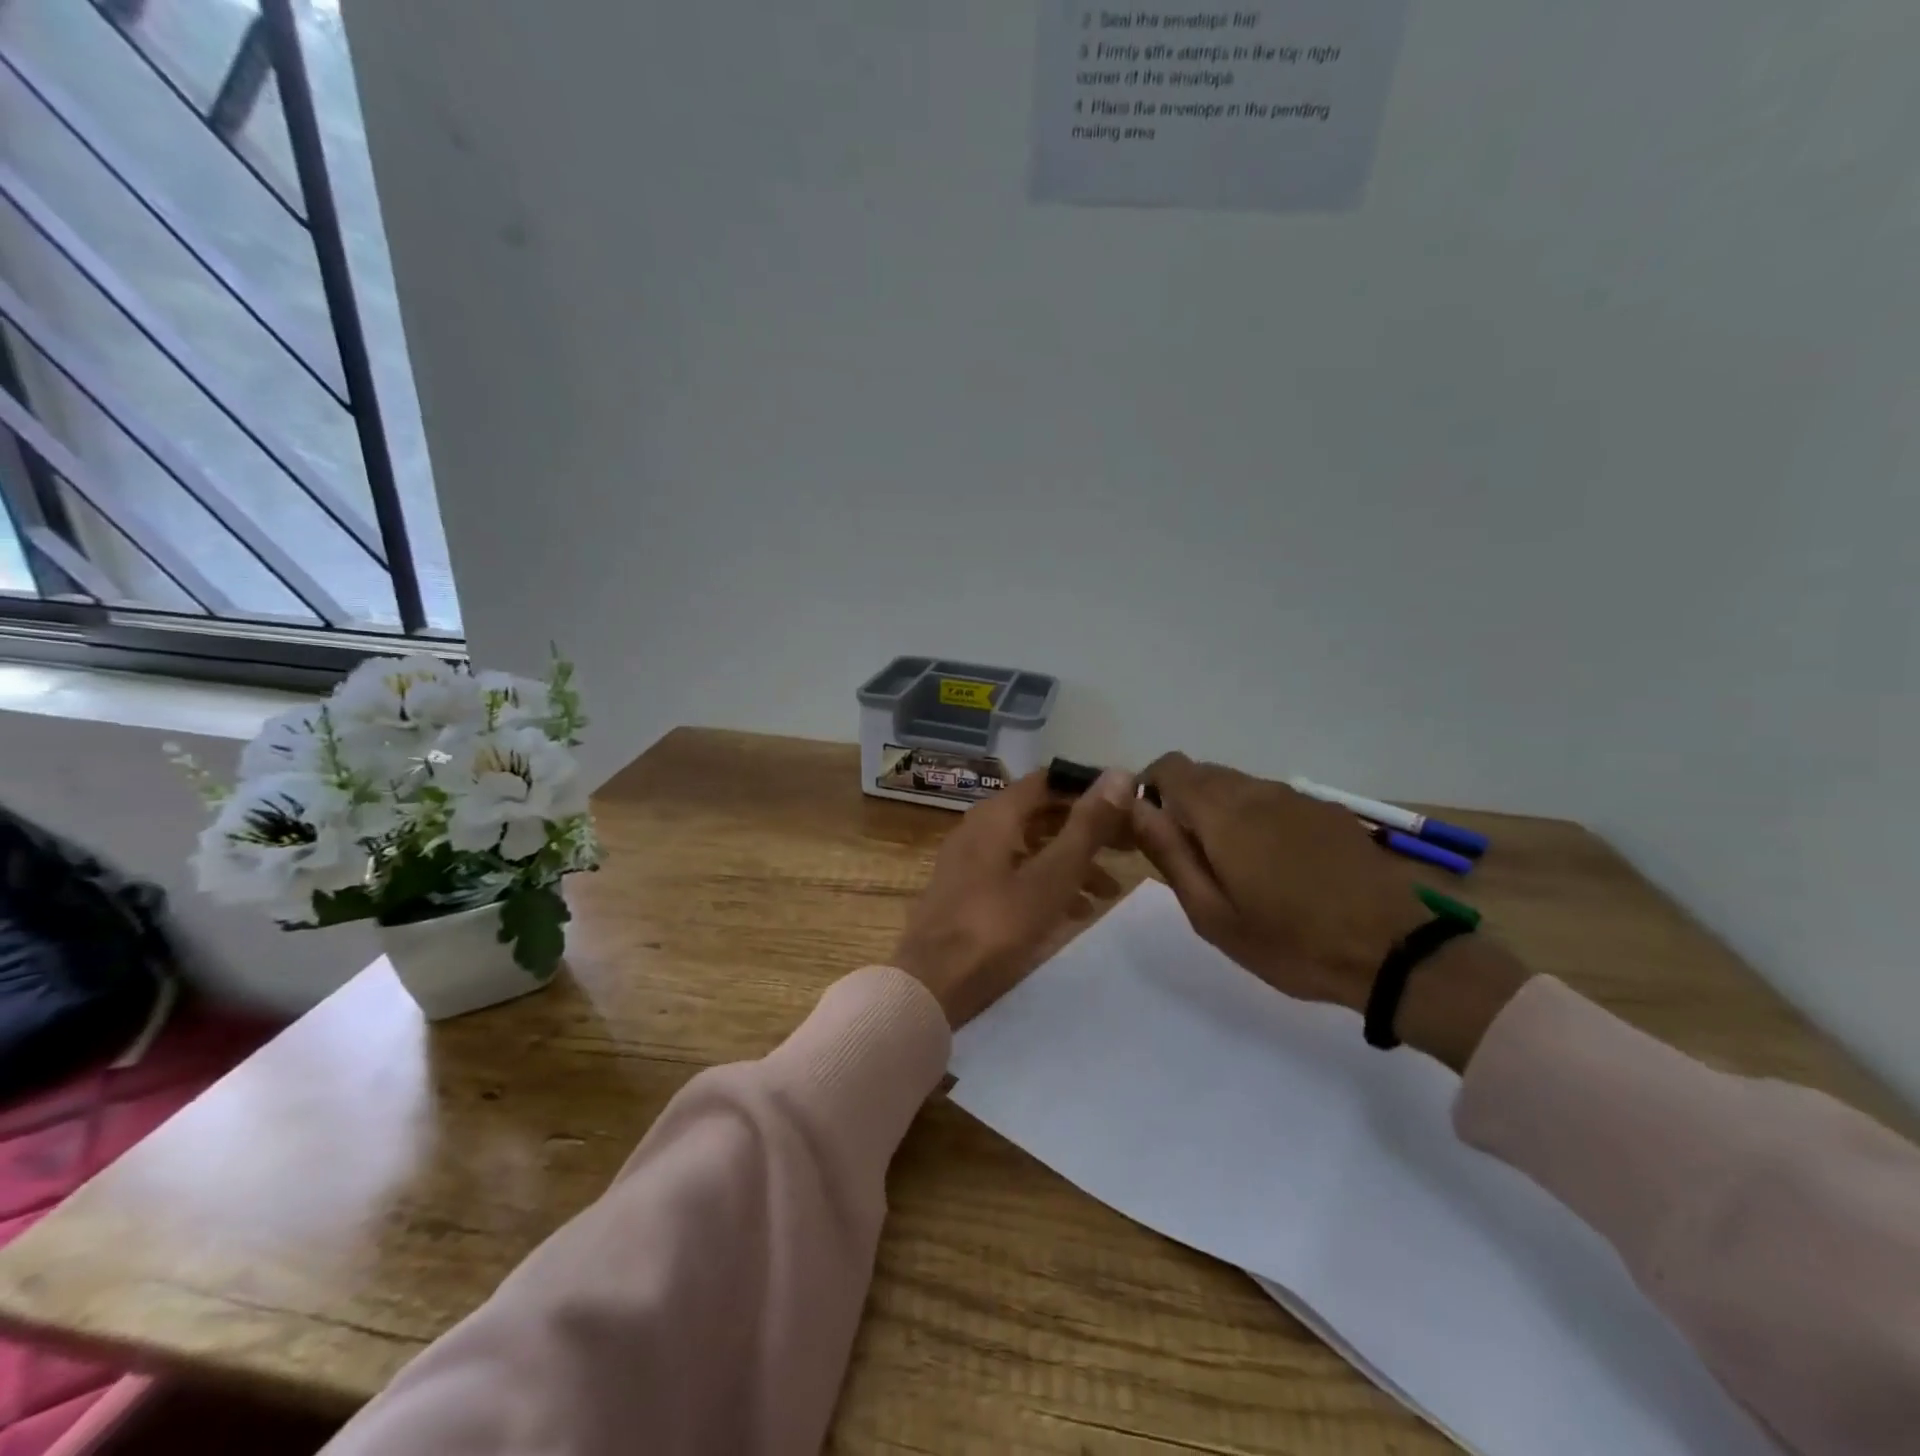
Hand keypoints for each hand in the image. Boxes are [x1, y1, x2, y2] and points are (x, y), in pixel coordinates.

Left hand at [893, 769, 1132, 1027]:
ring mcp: (970, 861)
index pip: (1049, 780)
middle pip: (1041, 814)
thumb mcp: (1052, 876)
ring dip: (1071, 861)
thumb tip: (1120, 774)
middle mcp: (980, 827)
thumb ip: (1087, 827)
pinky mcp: (968, 892)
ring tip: (1110, 890)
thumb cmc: (997, 925)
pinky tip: (1076, 912)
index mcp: (996, 814)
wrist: (933, 983)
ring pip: (1031, 847)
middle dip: (1086, 829)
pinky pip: (1015, 873)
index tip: (1126, 806)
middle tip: (1129, 847)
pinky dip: (1047, 883)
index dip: (1089, 789)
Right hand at [1132, 754, 1530, 1069]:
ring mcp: (1296, 797)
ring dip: (1220, 812)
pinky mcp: (1327, 811)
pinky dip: (1256, 819)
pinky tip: (1277, 866)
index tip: (1151, 832)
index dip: (1150, 791)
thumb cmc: (1289, 941)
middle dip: (1182, 804)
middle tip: (1190, 859)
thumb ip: (1168, 853)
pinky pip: (1273, 800)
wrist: (1394, 951)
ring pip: (1238, 786)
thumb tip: (1135, 808)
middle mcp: (1257, 790)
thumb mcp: (1211, 913)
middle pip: (1202, 774)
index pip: (1169, 767)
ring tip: (1235, 868)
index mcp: (1222, 811)